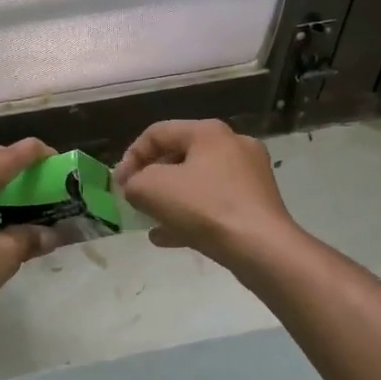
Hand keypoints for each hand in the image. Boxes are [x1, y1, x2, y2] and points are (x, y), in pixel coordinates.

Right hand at [113, 120, 298, 268]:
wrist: (261, 248)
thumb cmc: (204, 207)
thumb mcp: (152, 189)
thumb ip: (134, 182)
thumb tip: (136, 187)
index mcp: (208, 132)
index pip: (158, 133)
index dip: (131, 156)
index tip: (119, 185)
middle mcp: (233, 145)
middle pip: (180, 156)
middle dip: (152, 178)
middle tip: (136, 199)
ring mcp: (250, 175)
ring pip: (198, 183)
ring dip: (171, 200)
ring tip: (150, 220)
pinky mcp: (258, 204)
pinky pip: (216, 204)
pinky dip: (192, 215)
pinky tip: (169, 237)